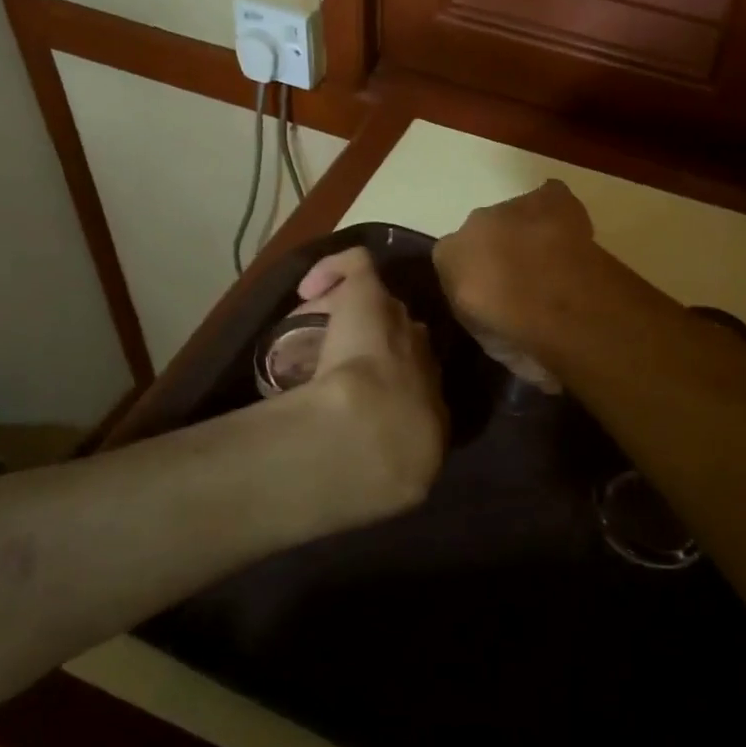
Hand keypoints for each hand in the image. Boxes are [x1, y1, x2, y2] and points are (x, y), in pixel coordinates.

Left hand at [292, 248, 446, 519]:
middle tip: (347, 356)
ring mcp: (398, 325)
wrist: (368, 436)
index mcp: (436, 406)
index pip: (424, 382)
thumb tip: (392, 480)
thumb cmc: (386, 464)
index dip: (399, 382)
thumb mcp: (407, 479)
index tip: (370, 395)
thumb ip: (405, 476)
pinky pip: (359, 267)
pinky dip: (336, 270)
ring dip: (359, 315)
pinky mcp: (369, 297)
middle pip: (410, 339)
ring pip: (384, 308)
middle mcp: (425, 359)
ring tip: (327, 327)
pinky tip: (309, 288)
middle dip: (385, 343)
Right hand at [433, 180, 597, 389]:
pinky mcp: (550, 197)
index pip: (455, 262)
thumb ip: (484, 317)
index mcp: (448, 256)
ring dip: (530, 234)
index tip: (498, 300)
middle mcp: (472, 224)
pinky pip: (551, 198)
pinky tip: (572, 236)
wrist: (551, 300)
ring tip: (556, 263)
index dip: (478, 280)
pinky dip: (559, 212)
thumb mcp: (485, 337)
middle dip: (503, 253)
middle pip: (486, 235)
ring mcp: (512, 206)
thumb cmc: (512, 330)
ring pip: (518, 217)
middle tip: (528, 282)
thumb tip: (499, 320)